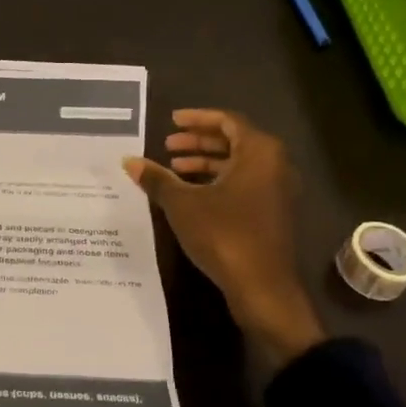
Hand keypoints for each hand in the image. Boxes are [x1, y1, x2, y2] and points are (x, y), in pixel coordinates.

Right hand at [123, 109, 324, 354]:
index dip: (197, 119)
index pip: (227, 121)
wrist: (262, 287)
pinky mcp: (272, 214)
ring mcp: (276, 191)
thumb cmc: (224, 234)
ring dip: (205, 163)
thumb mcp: (183, 204)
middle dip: (198, 142)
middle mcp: (274, 165)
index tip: (171, 121)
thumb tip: (129, 161)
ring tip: (174, 170)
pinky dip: (217, 182)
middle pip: (234, 141)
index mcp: (259, 152)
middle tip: (168, 146)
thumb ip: (157, 179)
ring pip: (238, 165)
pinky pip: (244, 184)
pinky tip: (190, 195)